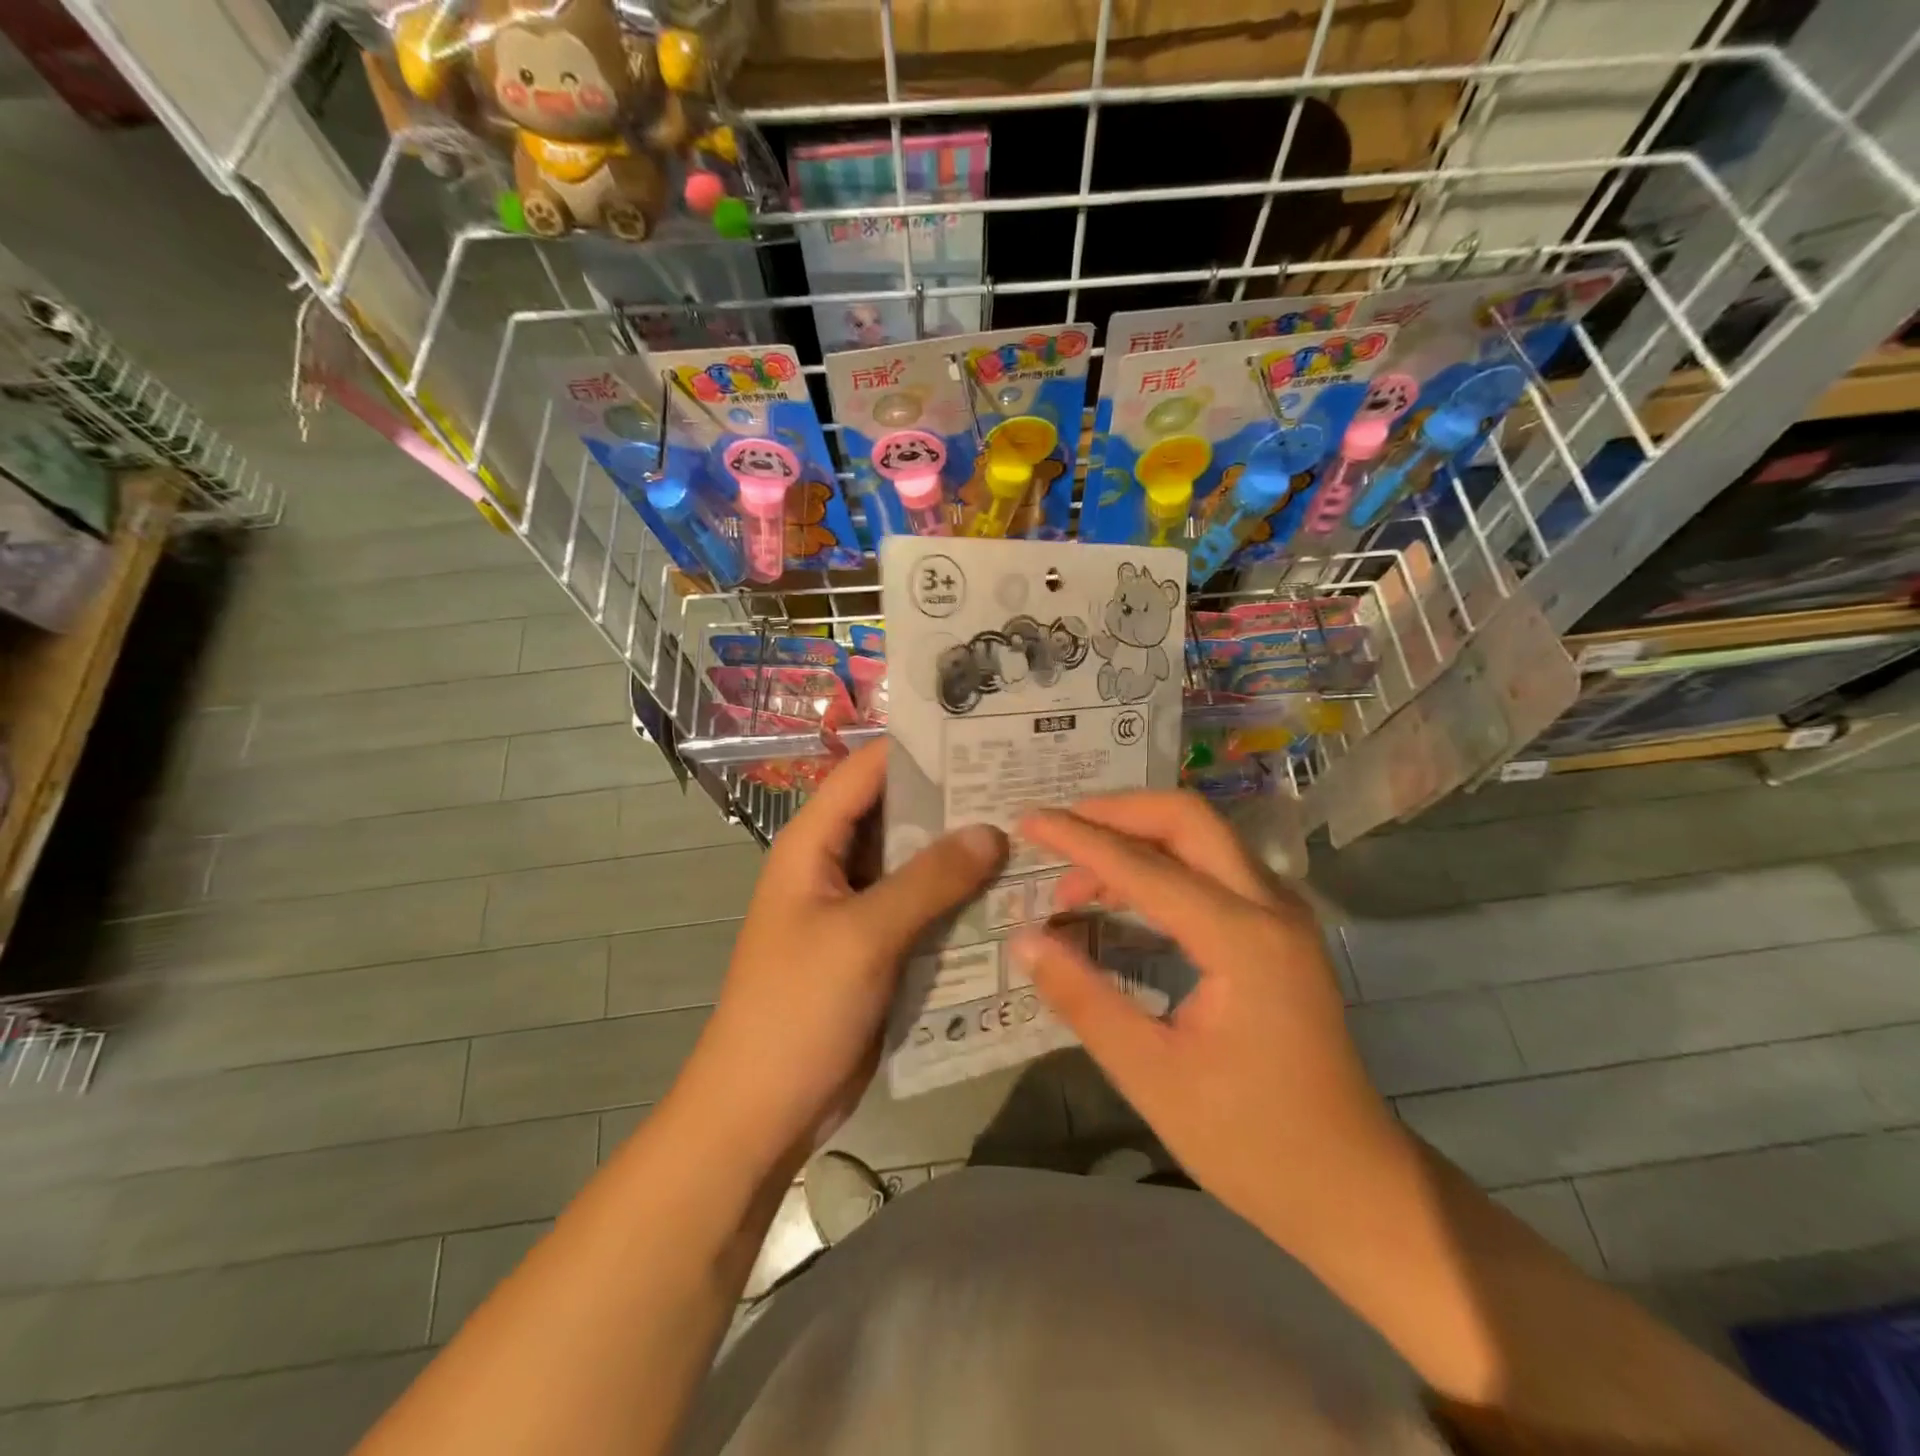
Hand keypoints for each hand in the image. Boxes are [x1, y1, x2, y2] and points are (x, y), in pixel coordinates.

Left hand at [680, 744, 1006, 1167]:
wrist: (762, 1110)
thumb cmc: (798, 1008)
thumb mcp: (864, 935)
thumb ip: (929, 879)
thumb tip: (992, 830)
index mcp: (813, 843)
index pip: (868, 771)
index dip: (920, 749)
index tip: (983, 734)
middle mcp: (835, 864)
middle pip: (898, 815)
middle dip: (954, 801)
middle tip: (1024, 785)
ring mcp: (857, 908)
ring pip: (915, 864)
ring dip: (962, 853)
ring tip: (1031, 833)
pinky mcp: (877, 947)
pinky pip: (922, 909)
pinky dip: (958, 900)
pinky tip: (1010, 895)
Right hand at [1011, 792, 1402, 1234]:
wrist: (1352, 1186)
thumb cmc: (1251, 1142)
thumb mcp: (1151, 1076)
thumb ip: (1084, 998)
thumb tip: (1024, 940)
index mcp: (1242, 940)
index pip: (1144, 866)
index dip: (1079, 839)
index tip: (1028, 821)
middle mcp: (1270, 907)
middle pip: (1188, 820)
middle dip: (1117, 813)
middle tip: (1059, 829)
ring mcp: (1283, 915)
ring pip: (1205, 838)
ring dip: (1139, 840)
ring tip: (1077, 882)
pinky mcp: (1280, 931)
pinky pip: (1216, 868)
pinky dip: (1164, 864)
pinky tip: (1125, 899)